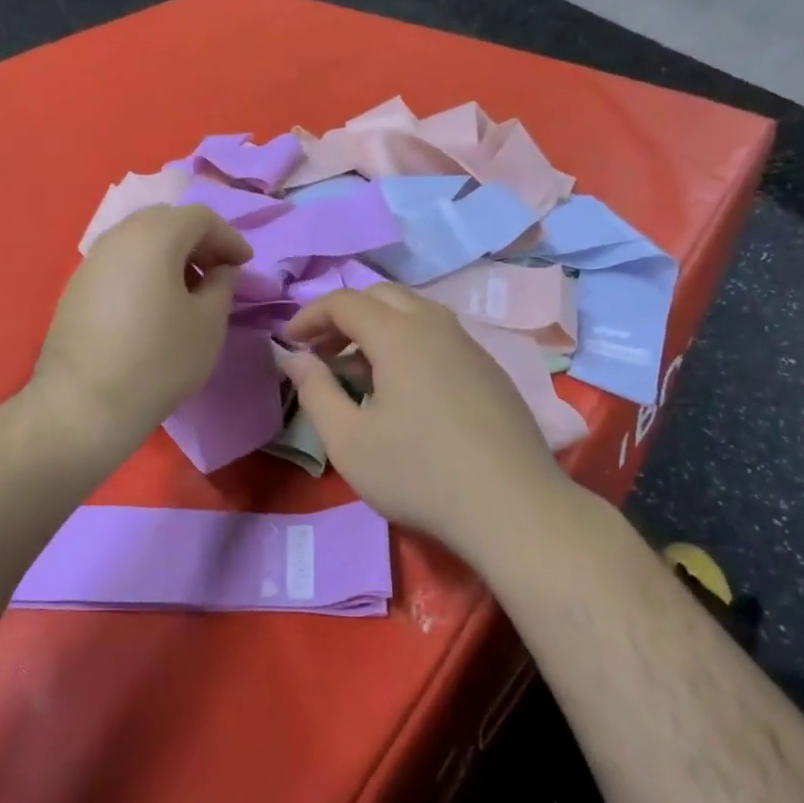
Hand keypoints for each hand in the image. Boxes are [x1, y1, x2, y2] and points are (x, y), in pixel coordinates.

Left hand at [32, 204, 252, 450]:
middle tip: (217, 272)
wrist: (85, 404)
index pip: (200, 217)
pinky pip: (119, 262)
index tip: (244, 265)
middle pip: (166, 221)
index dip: (229, 237)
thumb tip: (222, 271)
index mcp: (155, 236)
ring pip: (139, 239)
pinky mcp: (76, 286)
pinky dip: (145, 269)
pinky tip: (154, 305)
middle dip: (198, 241)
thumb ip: (222, 285)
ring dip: (170, 255)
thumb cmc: (159, 359)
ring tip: (188, 291)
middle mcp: (119, 237)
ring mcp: (91, 260)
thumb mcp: (208, 323)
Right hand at [278, 287, 566, 554]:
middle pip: (382, 296)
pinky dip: (410, 343)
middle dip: (345, 316)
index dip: (310, 316)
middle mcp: (436, 325)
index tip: (290, 342)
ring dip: (379, 327)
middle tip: (323, 352)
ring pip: (415, 312)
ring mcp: (469, 345)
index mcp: (399, 334)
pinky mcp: (490, 369)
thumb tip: (294, 357)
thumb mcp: (349, 441)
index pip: (345, 301)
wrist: (513, 507)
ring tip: (361, 370)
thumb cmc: (419, 474)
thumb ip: (315, 391)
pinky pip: (440, 336)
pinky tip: (407, 388)